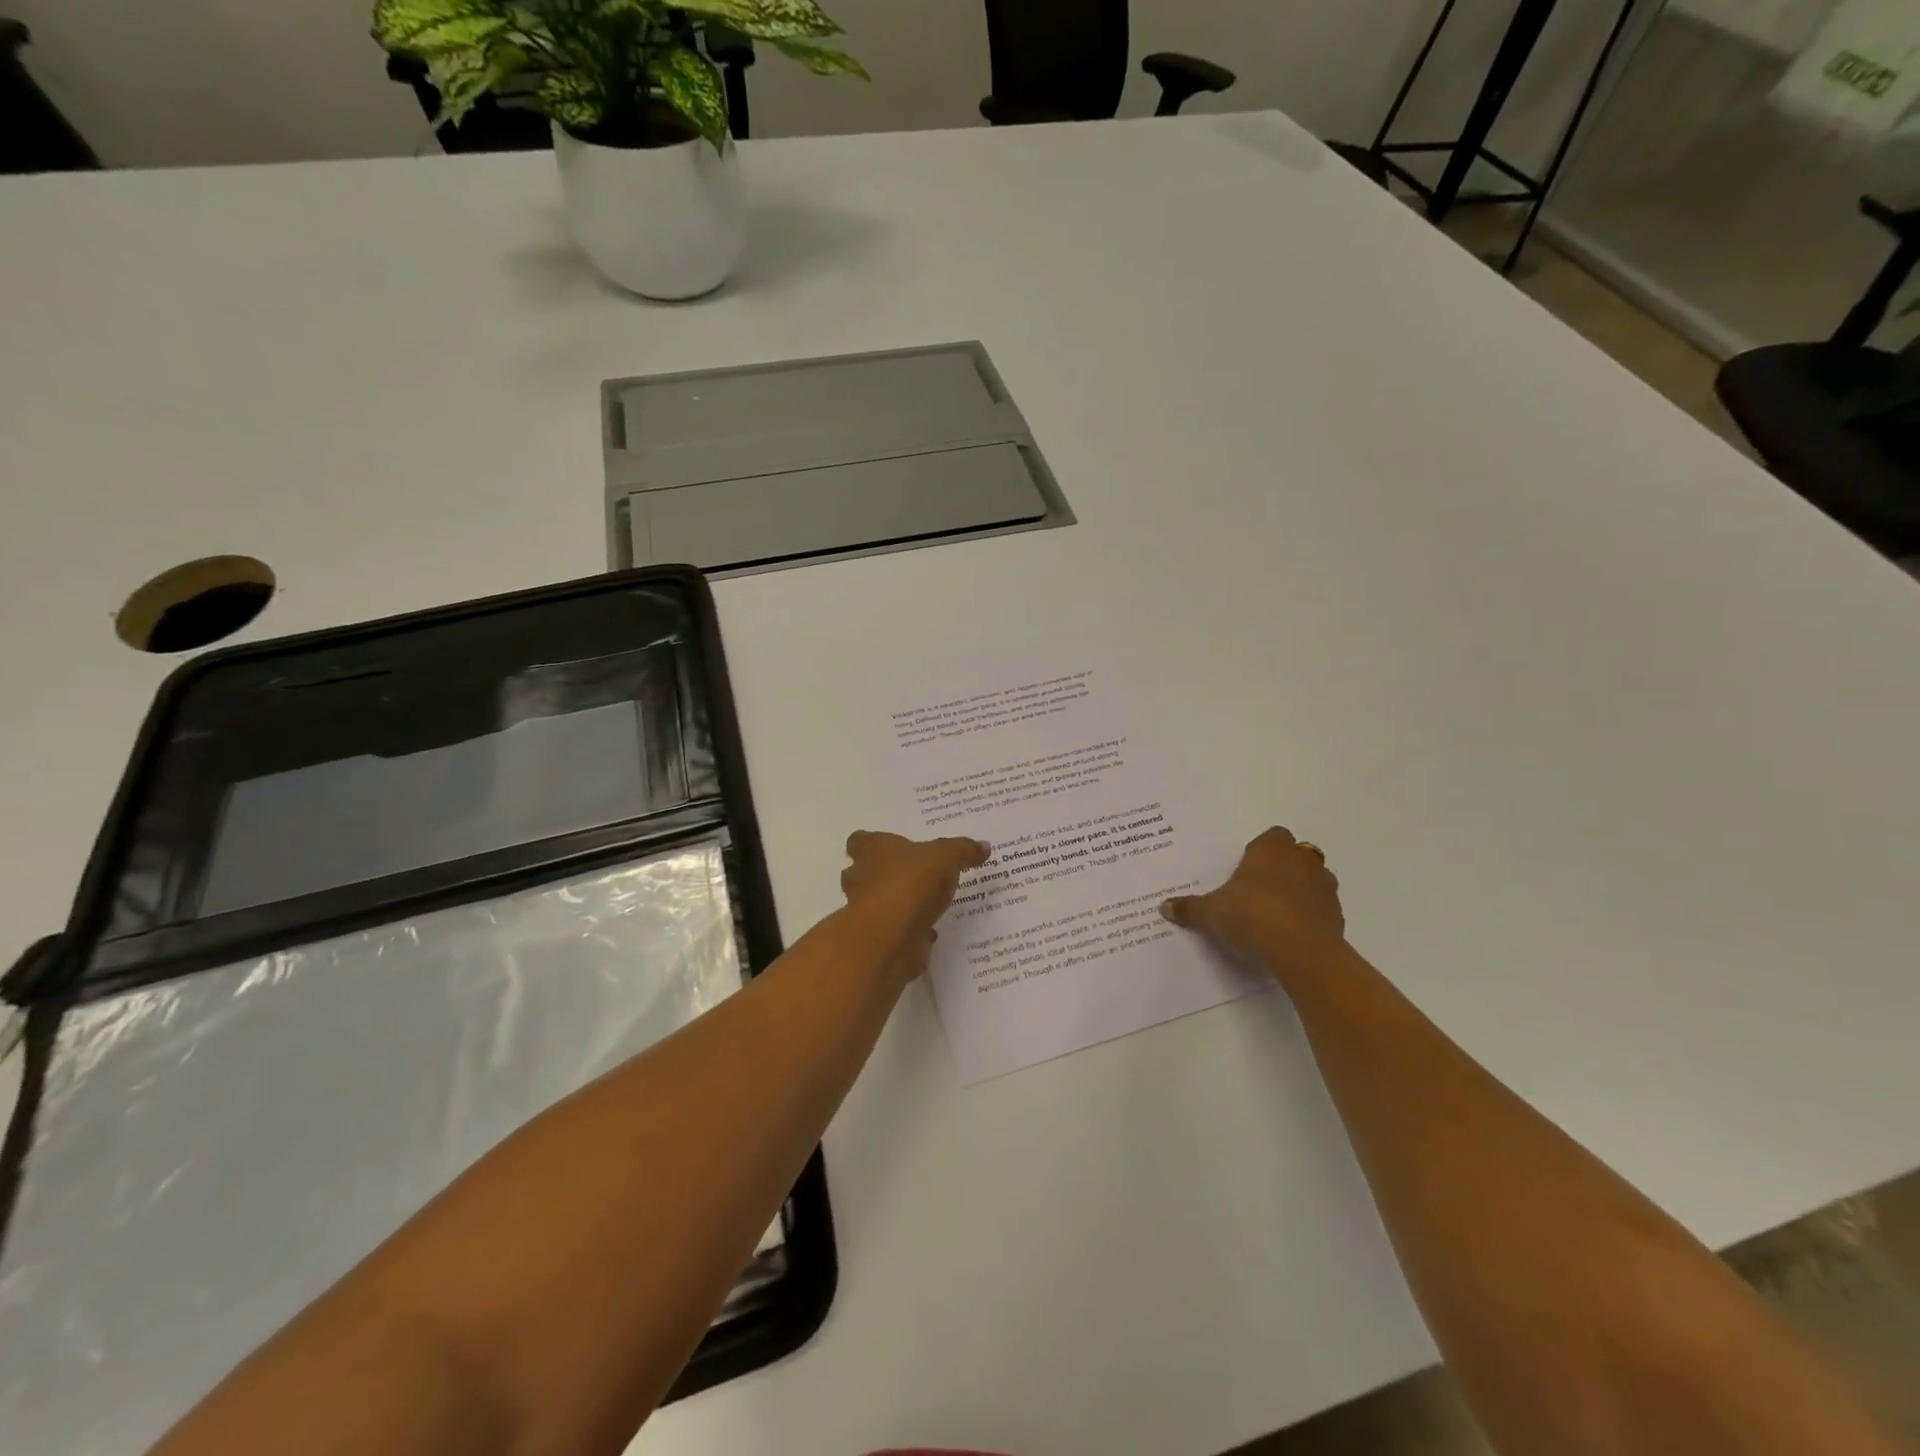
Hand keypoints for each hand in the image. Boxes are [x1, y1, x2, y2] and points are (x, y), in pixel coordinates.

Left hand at [840, 830, 991, 981]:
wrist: (892, 937)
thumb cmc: (910, 883)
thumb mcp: (946, 857)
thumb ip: (963, 850)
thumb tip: (984, 846)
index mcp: (871, 851)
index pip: (859, 841)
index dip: (871, 843)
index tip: (889, 847)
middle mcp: (861, 878)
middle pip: (861, 872)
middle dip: (880, 874)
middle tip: (909, 874)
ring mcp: (866, 911)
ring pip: (876, 902)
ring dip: (896, 903)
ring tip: (924, 903)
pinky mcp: (878, 939)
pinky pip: (893, 930)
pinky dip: (908, 930)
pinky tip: (930, 931)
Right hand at [1160, 827, 1346, 979]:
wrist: (1301, 951)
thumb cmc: (1252, 916)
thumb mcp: (1211, 913)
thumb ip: (1190, 908)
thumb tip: (1163, 907)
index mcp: (1271, 850)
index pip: (1273, 835)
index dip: (1262, 849)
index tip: (1248, 868)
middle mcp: (1301, 861)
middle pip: (1297, 854)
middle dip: (1284, 866)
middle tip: (1262, 888)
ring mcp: (1324, 887)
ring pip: (1315, 879)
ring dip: (1302, 889)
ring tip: (1279, 912)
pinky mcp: (1337, 915)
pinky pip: (1323, 908)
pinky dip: (1312, 915)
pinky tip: (1294, 933)